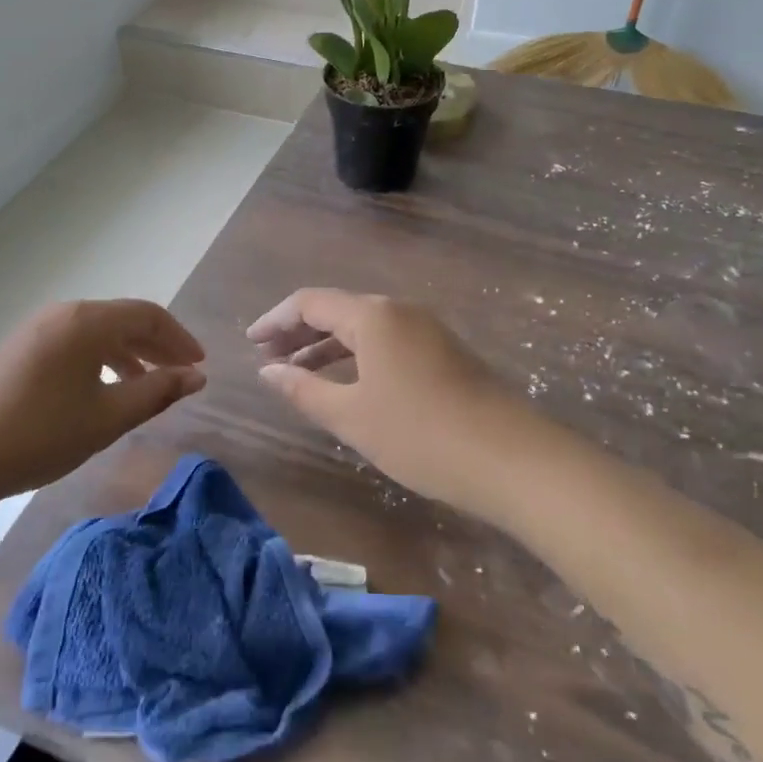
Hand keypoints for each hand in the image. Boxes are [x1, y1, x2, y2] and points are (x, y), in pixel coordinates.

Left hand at [0, 299, 205, 506]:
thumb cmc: (40, 432)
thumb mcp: (107, 417)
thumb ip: (156, 393)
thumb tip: (196, 377)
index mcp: (88, 321)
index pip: (148, 314)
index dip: (179, 338)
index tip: (199, 365)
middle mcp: (63, 314)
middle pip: (123, 319)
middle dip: (157, 345)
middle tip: (181, 374)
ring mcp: (36, 329)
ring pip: (97, 333)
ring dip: (129, 354)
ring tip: (147, 385)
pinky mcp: (19, 349)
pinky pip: (74, 343)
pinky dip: (100, 360)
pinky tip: (102, 390)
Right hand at [249, 289, 526, 518]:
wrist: (512, 459)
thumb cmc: (420, 434)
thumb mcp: (351, 416)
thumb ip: (303, 389)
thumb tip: (267, 371)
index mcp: (372, 315)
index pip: (310, 302)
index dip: (275, 320)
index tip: (250, 344)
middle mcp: (399, 311)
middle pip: (337, 310)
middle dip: (298, 333)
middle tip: (268, 359)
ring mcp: (426, 330)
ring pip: (363, 328)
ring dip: (326, 347)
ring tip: (296, 373)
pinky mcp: (444, 353)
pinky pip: (386, 343)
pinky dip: (356, 357)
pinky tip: (345, 384)